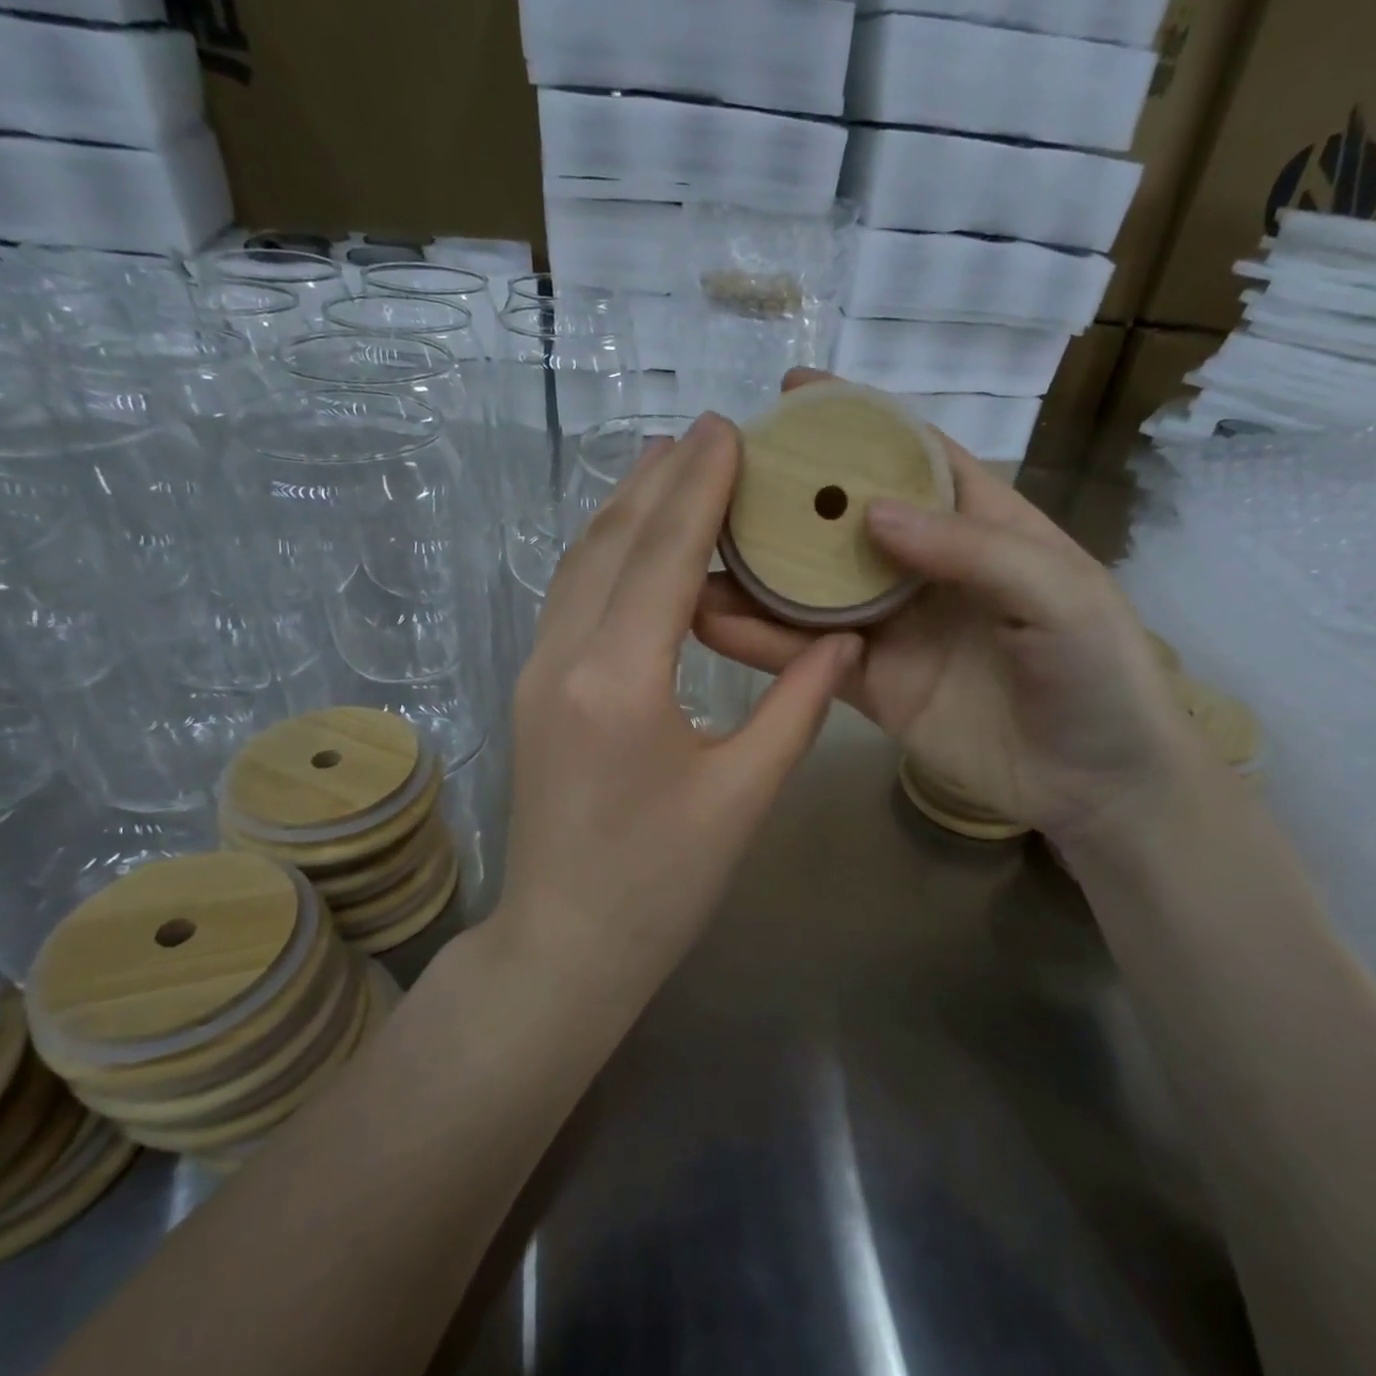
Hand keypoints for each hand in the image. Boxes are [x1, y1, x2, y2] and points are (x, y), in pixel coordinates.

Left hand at [496, 413, 862, 969]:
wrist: (565, 945)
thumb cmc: (663, 885)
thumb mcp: (744, 796)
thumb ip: (798, 706)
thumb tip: (843, 641)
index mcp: (620, 681)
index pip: (664, 555)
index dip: (699, 487)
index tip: (728, 429)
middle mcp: (564, 658)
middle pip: (612, 541)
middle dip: (660, 479)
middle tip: (708, 433)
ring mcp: (535, 672)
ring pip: (581, 564)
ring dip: (626, 508)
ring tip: (670, 466)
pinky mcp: (532, 691)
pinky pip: (569, 597)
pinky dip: (604, 553)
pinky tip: (634, 543)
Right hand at [694, 369, 1200, 842]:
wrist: (1096, 785)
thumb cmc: (1099, 673)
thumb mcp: (1057, 593)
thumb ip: (968, 549)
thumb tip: (871, 512)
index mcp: (980, 523)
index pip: (911, 456)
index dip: (854, 422)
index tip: (790, 395)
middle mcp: (924, 568)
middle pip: (844, 521)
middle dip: (786, 496)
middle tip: (714, 477)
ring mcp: (892, 628)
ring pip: (812, 591)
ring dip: (756, 574)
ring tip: (691, 553)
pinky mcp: (870, 686)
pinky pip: (809, 658)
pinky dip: (763, 642)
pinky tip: (712, 622)